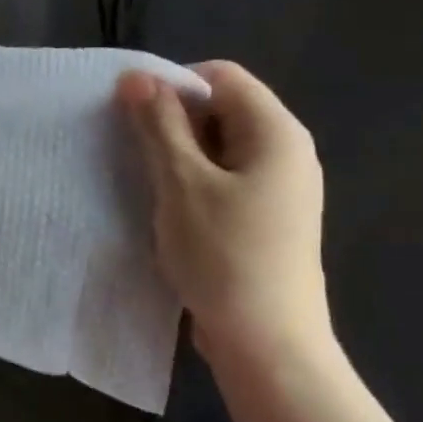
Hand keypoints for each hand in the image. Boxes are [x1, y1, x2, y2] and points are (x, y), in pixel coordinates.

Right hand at [117, 61, 331, 373]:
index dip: (174, 86)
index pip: (221, 77)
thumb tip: (136, 76)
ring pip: (219, 150)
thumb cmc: (225, 256)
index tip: (135, 118)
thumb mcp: (182, 183)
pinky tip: (170, 213)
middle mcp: (286, 152)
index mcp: (276, 132)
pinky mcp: (267, 220)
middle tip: (136, 155)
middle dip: (173, 123)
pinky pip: (226, 182)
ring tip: (149, 185)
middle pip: (222, 110)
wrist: (268, 345)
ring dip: (179, 158)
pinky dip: (194, 186)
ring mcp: (280, 189)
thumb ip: (159, 125)